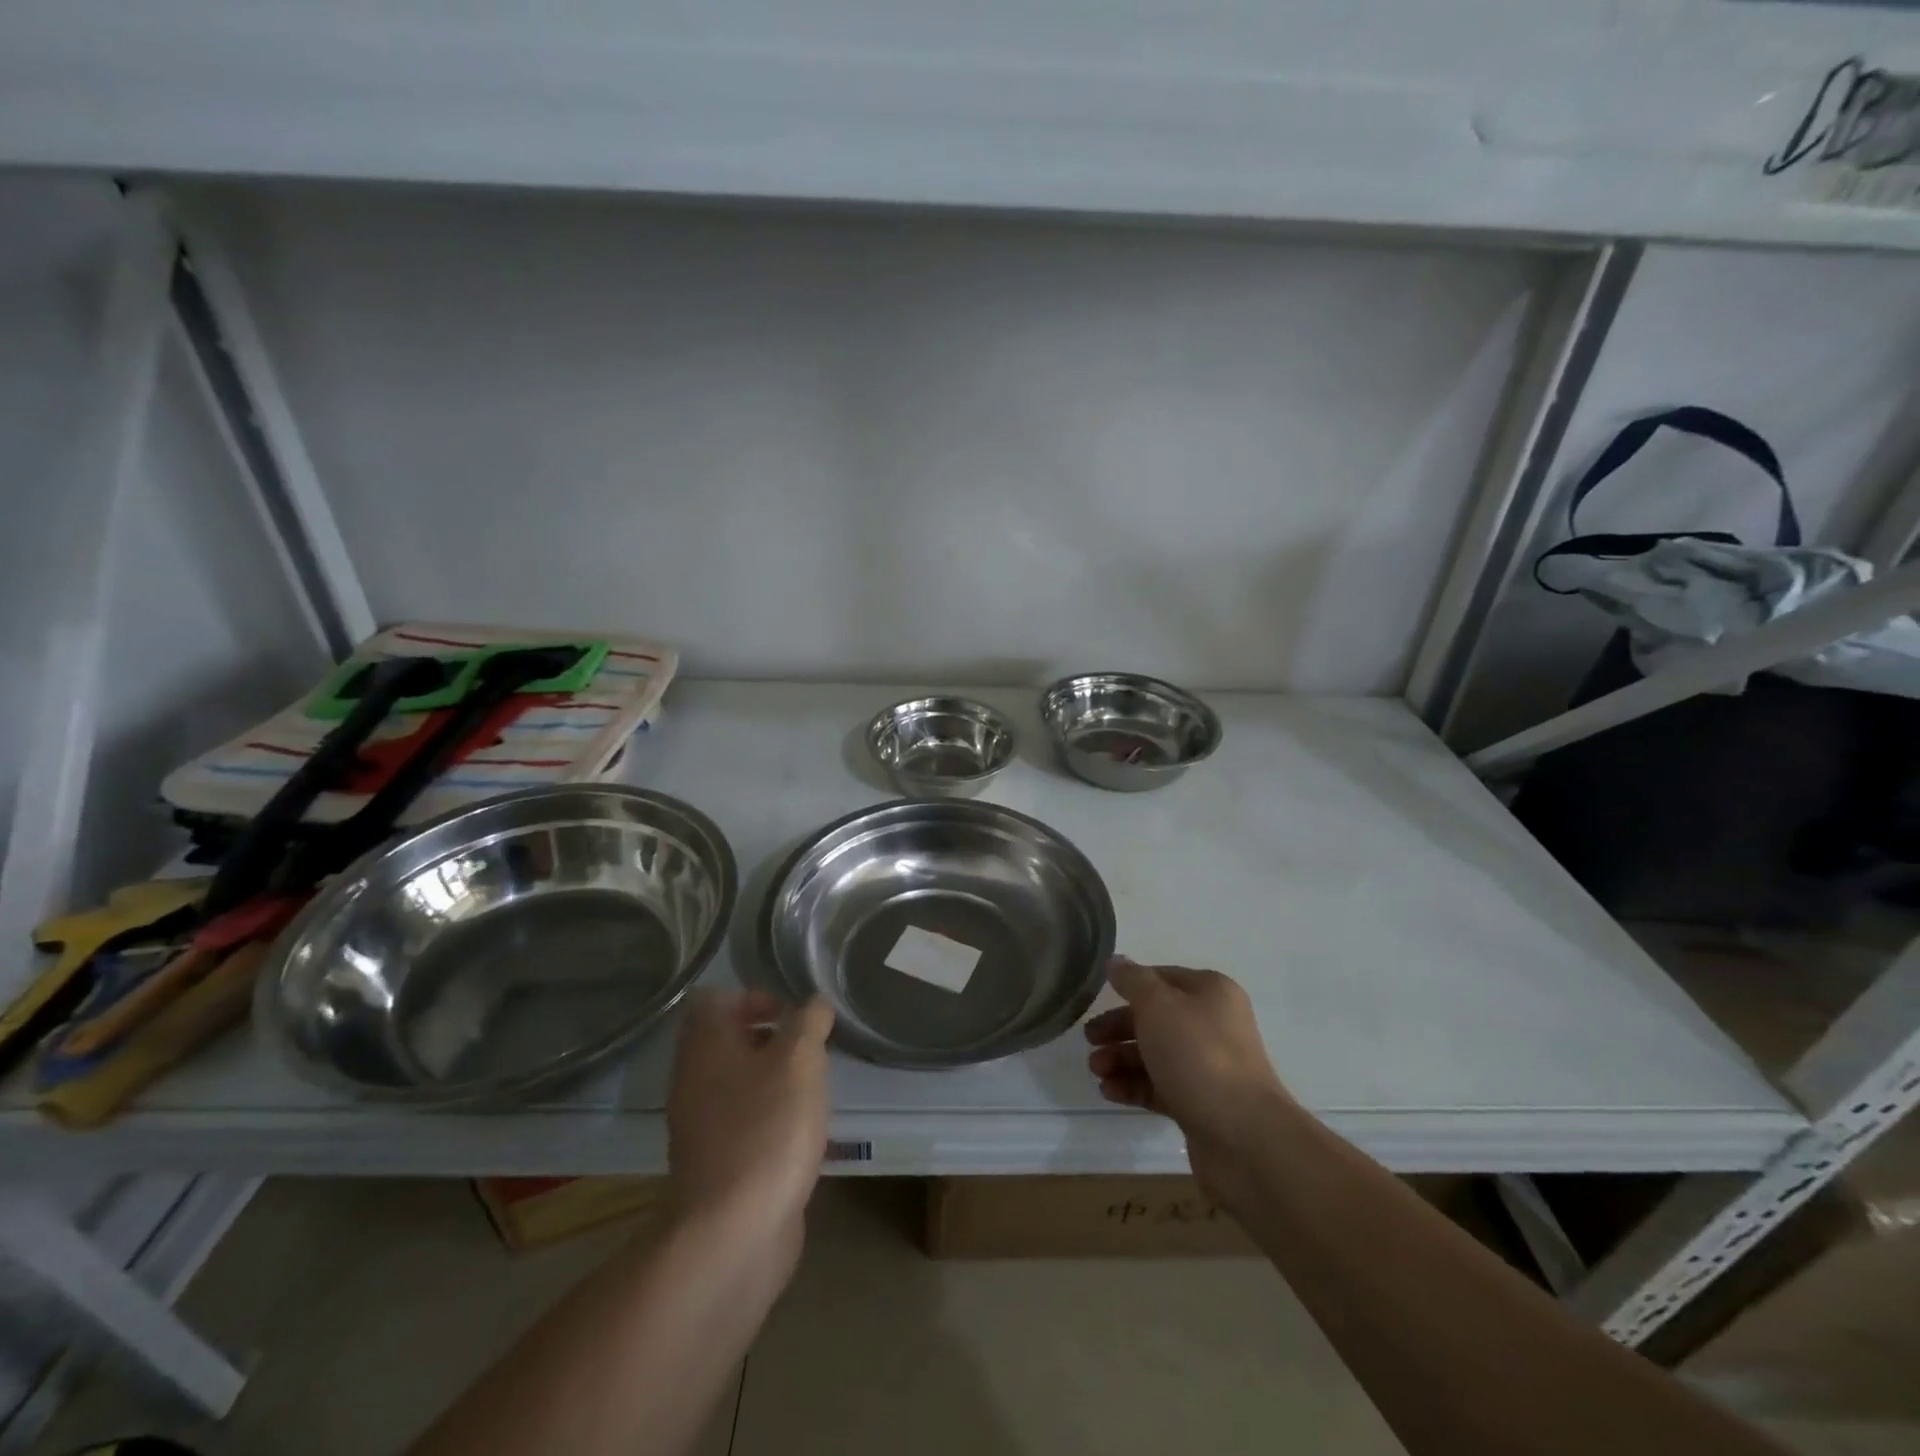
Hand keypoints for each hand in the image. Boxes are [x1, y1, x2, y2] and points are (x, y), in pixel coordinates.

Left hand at [666, 989, 833, 1255]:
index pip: (715, 1000)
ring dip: (774, 1079)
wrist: (733, 1233)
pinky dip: (770, 1118)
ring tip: (813, 1090)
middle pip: (727, 1041)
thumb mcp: (799, 1059)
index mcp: (706, 1046)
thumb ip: (809, 1021)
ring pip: (737, 1083)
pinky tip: (802, 1133)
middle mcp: (694, 1080)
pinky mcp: (716, 1164)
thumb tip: (815, 1004)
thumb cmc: (767, 1128)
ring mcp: (701, 1126)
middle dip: (771, 1039)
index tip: (792, 1015)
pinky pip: (743, 1122)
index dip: (754, 996)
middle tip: (809, 1051)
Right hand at [1085, 958, 1292, 1196]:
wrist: (1243, 1137)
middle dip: (1119, 1027)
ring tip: (1096, 1070)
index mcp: (1210, 992)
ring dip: (1121, 1058)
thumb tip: (1116, 962)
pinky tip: (1108, 1091)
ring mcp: (1208, 1066)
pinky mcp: (1200, 1103)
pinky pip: (1160, 1086)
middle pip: (1156, 1018)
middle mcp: (1212, 1024)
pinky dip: (1133, 1086)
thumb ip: (1133, 980)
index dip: (1129, 985)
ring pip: (1155, 1054)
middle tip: (1089, 1039)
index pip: (1161, 977)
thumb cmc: (1198, 1055)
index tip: (1097, 998)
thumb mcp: (1158, 1006)